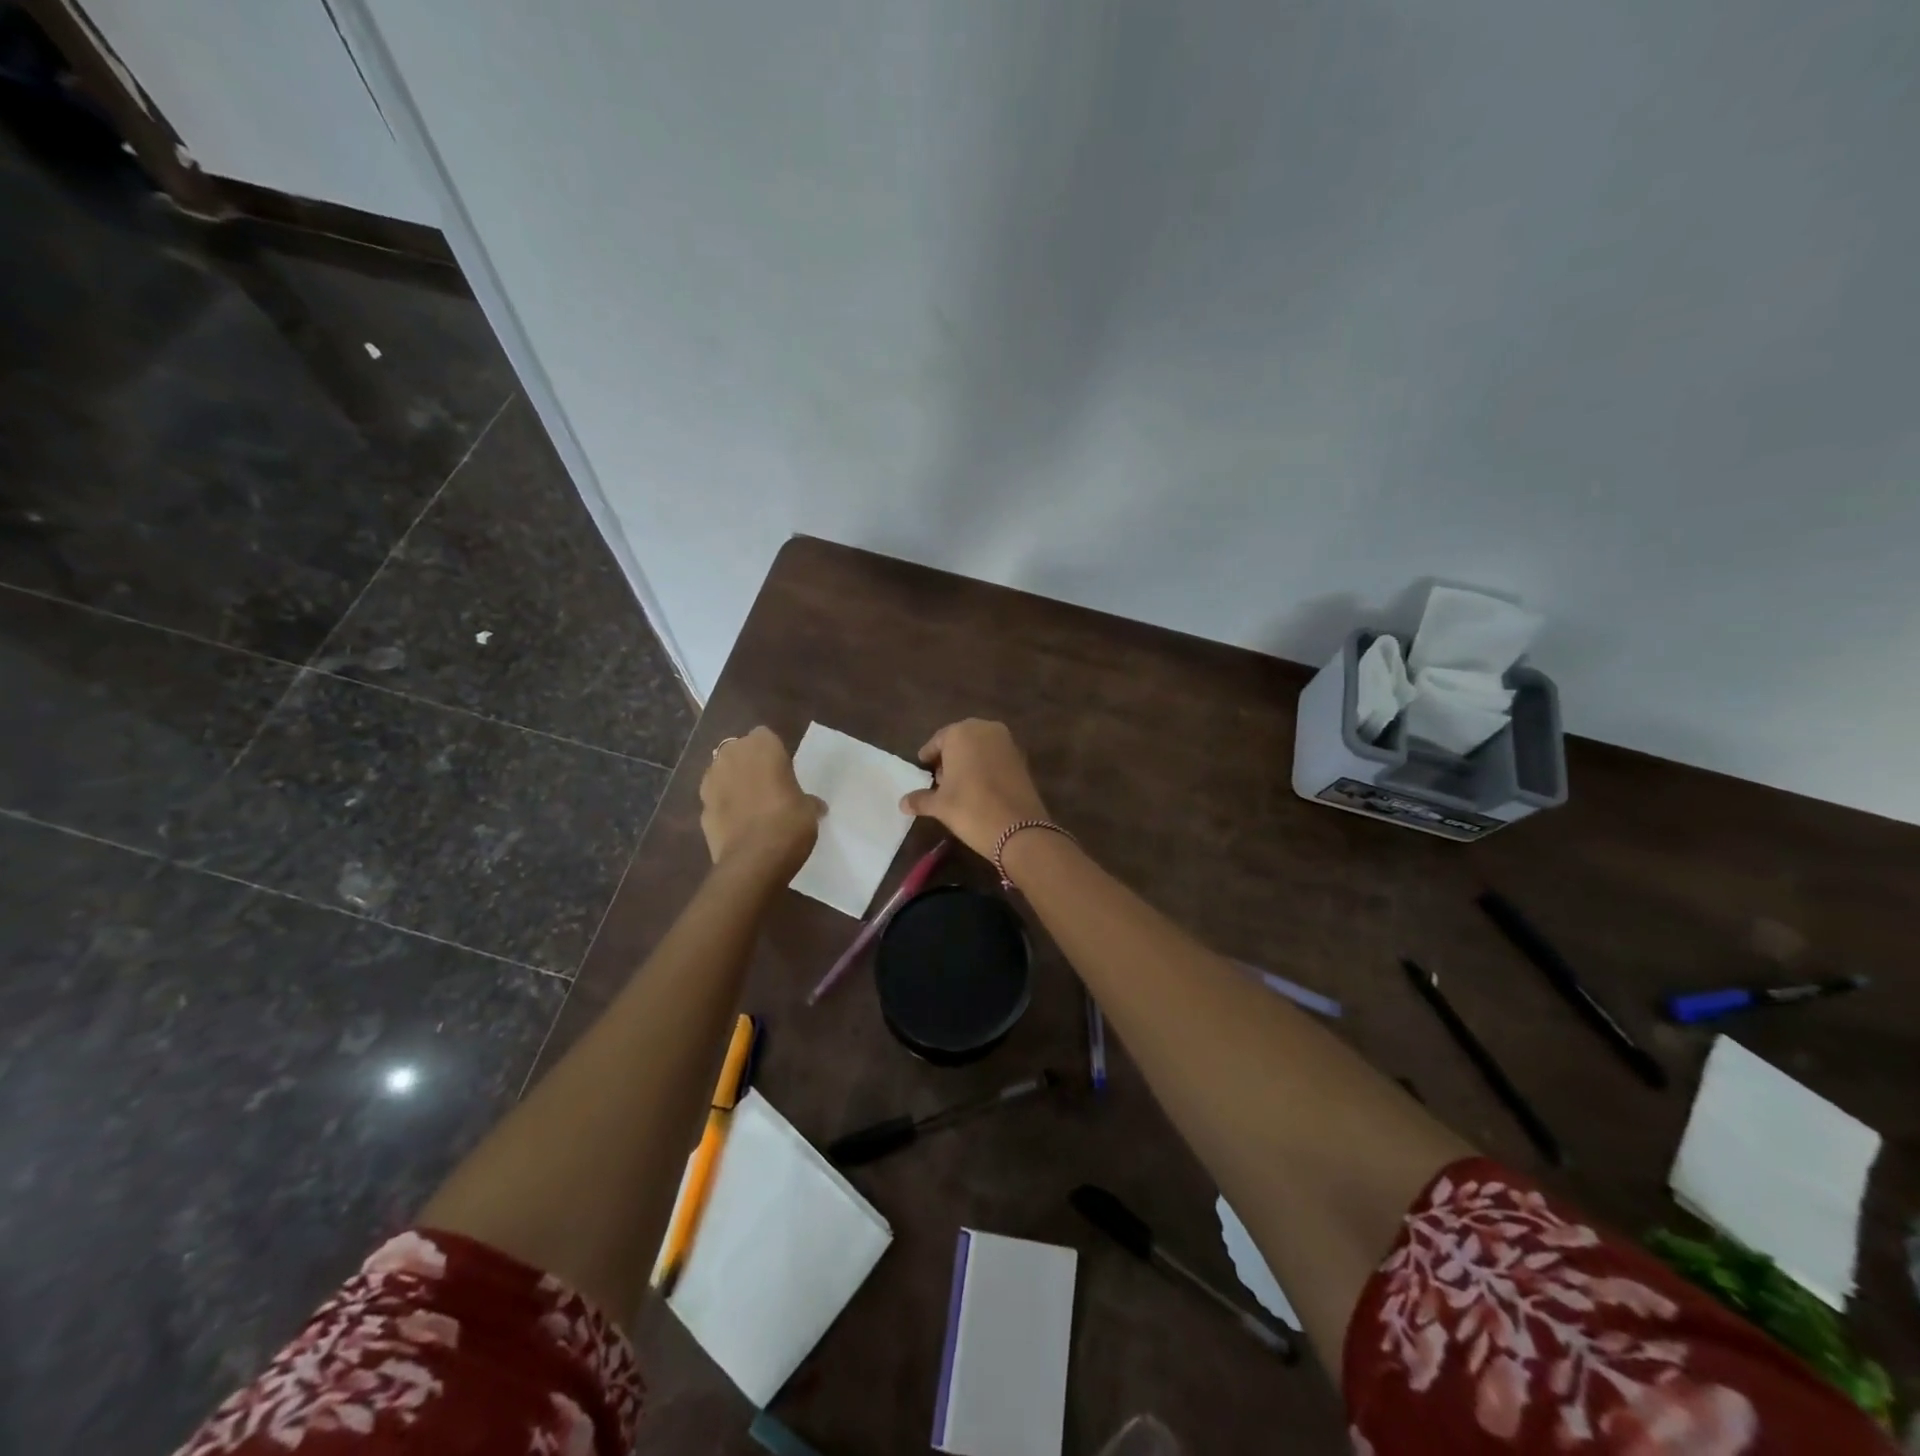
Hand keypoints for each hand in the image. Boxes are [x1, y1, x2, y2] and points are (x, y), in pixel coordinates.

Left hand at [700, 727, 822, 870]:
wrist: (753, 860)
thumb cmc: (789, 822)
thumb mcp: (809, 809)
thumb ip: (807, 800)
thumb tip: (815, 805)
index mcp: (761, 746)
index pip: (765, 736)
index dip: (773, 752)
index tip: (783, 770)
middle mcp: (731, 755)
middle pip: (739, 752)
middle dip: (749, 764)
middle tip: (768, 786)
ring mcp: (710, 781)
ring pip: (723, 774)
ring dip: (733, 784)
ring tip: (752, 806)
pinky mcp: (700, 808)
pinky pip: (716, 801)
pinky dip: (724, 808)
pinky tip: (739, 825)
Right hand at [900, 719, 1050, 857]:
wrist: (1019, 829)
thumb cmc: (970, 809)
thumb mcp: (940, 805)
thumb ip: (920, 799)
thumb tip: (903, 802)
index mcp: (961, 733)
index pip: (938, 740)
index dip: (929, 755)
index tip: (923, 767)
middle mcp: (985, 729)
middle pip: (961, 740)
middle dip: (949, 757)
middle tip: (939, 778)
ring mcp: (1007, 742)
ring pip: (980, 747)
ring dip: (968, 761)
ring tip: (958, 785)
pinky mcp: (1022, 758)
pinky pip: (996, 757)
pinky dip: (986, 767)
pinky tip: (979, 788)